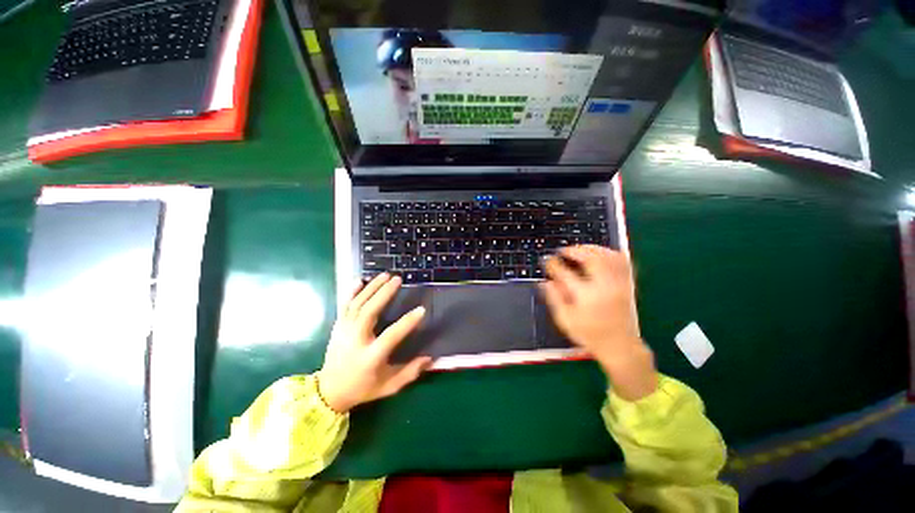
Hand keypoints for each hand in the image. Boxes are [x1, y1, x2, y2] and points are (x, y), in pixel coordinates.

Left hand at [318, 273, 432, 412]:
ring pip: (357, 304)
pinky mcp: (338, 327)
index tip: (421, 310)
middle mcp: (356, 341)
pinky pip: (345, 305)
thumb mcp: (389, 386)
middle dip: (384, 294)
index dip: (407, 323)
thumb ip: (410, 372)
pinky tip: (360, 280)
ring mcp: (344, 332)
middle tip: (397, 280)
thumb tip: (430, 358)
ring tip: (385, 275)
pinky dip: (352, 291)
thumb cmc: (363, 388)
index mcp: (370, 357)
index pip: (391, 336)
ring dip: (371, 288)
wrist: (329, 392)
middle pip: (369, 312)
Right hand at [540, 245, 656, 400]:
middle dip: (574, 250)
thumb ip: (554, 299)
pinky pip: (622, 261)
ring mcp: (618, 284)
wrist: (620, 346)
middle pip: (589, 258)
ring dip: (591, 248)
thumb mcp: (565, 320)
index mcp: (585, 296)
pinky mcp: (627, 284)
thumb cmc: (589, 334)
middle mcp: (603, 286)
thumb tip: (544, 281)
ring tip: (579, 249)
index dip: (553, 264)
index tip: (547, 260)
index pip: (564, 273)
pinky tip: (600, 253)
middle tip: (563, 251)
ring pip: (607, 256)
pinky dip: (609, 253)